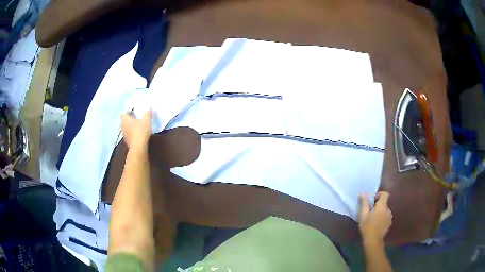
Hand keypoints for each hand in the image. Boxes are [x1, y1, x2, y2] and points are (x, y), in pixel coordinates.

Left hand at [121, 110, 151, 148]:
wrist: (138, 147)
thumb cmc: (141, 131)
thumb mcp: (146, 120)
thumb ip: (147, 113)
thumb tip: (149, 106)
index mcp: (125, 119)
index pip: (123, 113)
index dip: (128, 112)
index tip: (134, 112)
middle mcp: (122, 126)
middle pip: (124, 121)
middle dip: (129, 119)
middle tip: (136, 118)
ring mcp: (124, 134)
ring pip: (126, 128)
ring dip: (130, 127)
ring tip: (137, 127)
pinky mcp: (127, 141)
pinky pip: (128, 135)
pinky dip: (132, 134)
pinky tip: (138, 134)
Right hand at [359, 191, 392, 245]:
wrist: (373, 241)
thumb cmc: (367, 227)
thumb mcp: (363, 215)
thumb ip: (364, 203)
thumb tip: (362, 193)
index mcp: (382, 206)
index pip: (385, 194)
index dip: (379, 194)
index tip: (373, 200)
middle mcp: (388, 209)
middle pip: (384, 203)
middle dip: (378, 205)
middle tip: (370, 211)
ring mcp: (390, 216)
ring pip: (385, 210)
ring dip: (380, 211)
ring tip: (373, 218)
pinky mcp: (389, 223)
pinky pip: (386, 216)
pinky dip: (382, 217)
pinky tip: (376, 224)